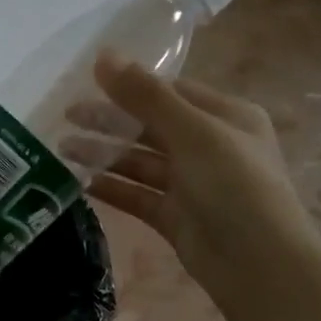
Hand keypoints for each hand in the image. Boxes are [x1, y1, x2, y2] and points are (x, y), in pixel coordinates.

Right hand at [87, 51, 320, 320]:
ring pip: (139, 162)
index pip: (171, 92)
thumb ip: (146, 96)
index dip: (131, 85)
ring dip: (104, 154)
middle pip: (150, 127)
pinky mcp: (174, 217)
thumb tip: (103, 56)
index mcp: (225, 117)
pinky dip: (112, 189)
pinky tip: (81, 183)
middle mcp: (208, 147)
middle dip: (109, 120)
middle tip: (65, 116)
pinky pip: (137, 196)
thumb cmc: (235, 187)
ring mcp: (190, 184)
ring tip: (62, 149)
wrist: (257, 264)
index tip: (87, 82)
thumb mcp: (193, 133)